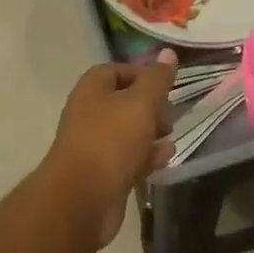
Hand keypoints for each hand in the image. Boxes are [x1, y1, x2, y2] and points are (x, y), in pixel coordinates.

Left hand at [38, 52, 177, 246]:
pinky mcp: (103, 173)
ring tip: (171, 136)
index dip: (143, 74)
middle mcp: (90, 113)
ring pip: (128, 132)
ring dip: (151, 133)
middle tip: (170, 114)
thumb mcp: (141, 103)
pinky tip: (165, 158)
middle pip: (125, 102)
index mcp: (92, 89)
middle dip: (151, 107)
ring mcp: (95, 145)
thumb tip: (168, 53)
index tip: (166, 85)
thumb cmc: (111, 141)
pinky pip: (128, 158)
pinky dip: (146, 156)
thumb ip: (157, 79)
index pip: (117, 70)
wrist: (82, 199)